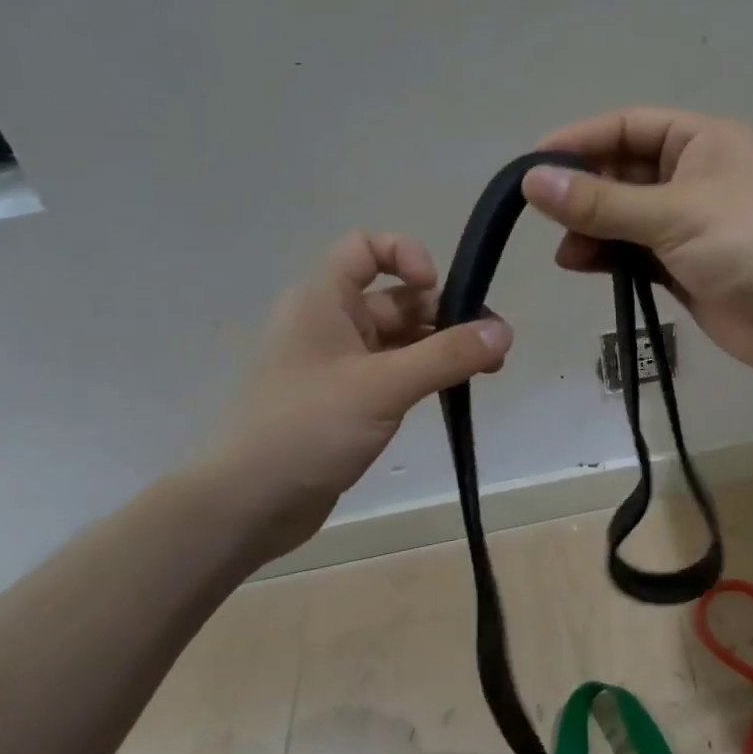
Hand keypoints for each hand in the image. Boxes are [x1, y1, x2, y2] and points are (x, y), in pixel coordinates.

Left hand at [199, 231, 510, 561]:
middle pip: (396, 298)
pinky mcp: (347, 401)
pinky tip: (454, 391)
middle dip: (445, 314)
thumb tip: (505, 332)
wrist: (247, 505)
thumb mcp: (383, 386)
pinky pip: (394, 372)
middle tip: (492, 345)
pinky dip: (425, 375)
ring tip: (488, 370)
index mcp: (323, 301)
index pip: (365, 247)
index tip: (436, 287)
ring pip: (400, 339)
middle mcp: (329, 324)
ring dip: (442, 347)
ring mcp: (338, 365)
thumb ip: (447, 356)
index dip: (405, 255)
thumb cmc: (307, 429)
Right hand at [524, 108, 752, 380]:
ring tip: (567, 252)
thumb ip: (601, 202)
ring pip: (624, 218)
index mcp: (699, 142)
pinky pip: (634, 254)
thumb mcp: (674, 214)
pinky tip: (583, 266)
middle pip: (621, 174)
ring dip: (592, 230)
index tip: (531, 165)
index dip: (578, 142)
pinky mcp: (685, 268)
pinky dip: (609, 258)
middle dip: (583, 193)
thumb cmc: (752, 244)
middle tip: (545, 218)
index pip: (625, 128)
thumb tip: (533, 182)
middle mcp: (691, 177)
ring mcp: (688, 226)